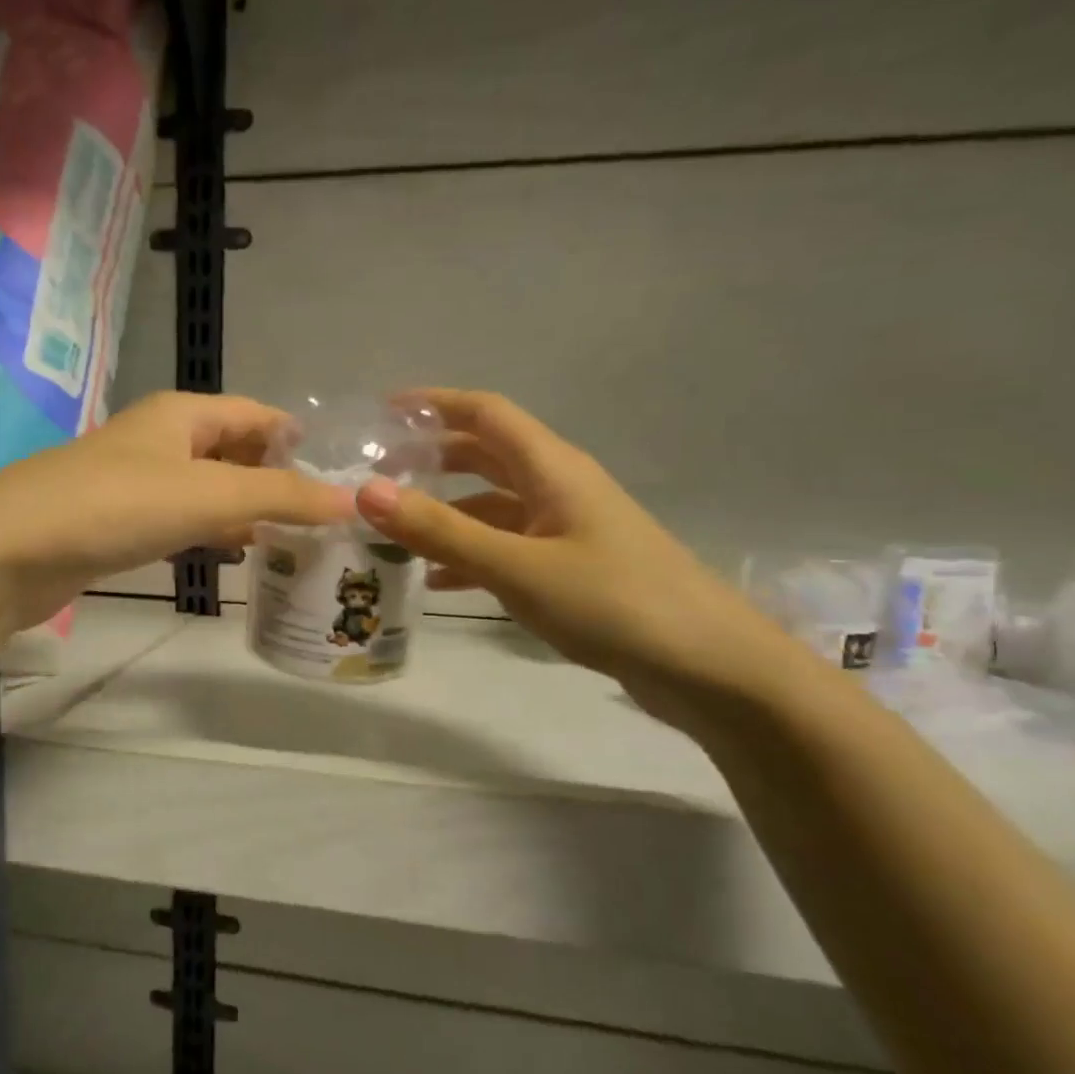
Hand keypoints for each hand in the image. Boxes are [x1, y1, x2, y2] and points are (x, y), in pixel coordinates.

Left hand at [0, 391, 352, 630]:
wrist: (8, 553)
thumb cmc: (114, 507)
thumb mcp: (208, 495)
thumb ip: (281, 497)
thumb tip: (352, 500)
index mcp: (181, 414)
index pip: (255, 413)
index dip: (296, 438)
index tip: (340, 472)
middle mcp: (159, 440)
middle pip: (233, 450)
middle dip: (276, 477)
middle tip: (325, 515)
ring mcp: (135, 483)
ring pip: (207, 489)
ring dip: (246, 508)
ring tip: (294, 538)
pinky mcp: (117, 524)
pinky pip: (180, 520)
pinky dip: (211, 533)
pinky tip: (233, 554)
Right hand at [354, 389, 804, 720]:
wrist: (709, 668)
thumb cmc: (614, 603)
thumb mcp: (517, 566)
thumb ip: (441, 531)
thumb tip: (365, 491)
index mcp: (553, 469)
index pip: (486, 413)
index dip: (435, 404)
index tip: (381, 413)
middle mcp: (559, 489)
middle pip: (486, 456)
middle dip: (432, 459)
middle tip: (377, 475)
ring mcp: (567, 531)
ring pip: (493, 507)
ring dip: (446, 512)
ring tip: (392, 532)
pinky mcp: (572, 570)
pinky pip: (507, 549)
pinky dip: (469, 556)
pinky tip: (437, 583)